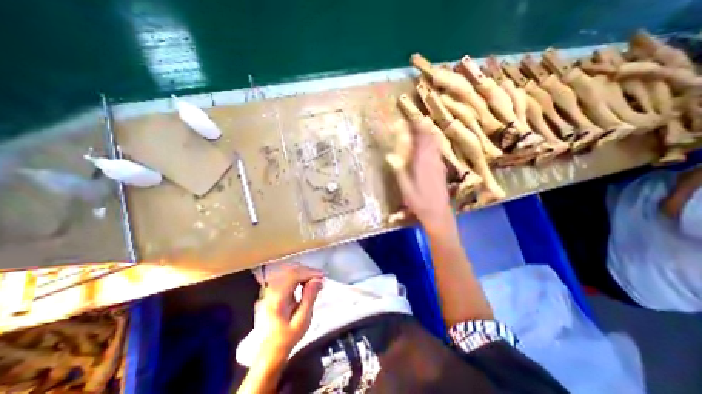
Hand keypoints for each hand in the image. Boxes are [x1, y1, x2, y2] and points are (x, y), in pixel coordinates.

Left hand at [257, 265, 324, 352]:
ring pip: (290, 271)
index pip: (294, 275)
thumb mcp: (303, 319)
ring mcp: (272, 289)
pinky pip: (288, 276)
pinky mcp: (274, 289)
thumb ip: (310, 297)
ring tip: (316, 280)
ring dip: (305, 272)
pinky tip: (307, 281)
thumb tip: (317, 279)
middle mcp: (273, 290)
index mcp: (278, 298)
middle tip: (321, 278)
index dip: (309, 272)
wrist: (272, 348)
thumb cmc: (289, 336)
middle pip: (292, 270)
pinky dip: (300, 275)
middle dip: (308, 271)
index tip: (323, 275)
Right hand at [398, 120, 452, 230]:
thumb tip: (390, 156)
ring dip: (430, 135)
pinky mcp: (442, 170)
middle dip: (424, 128)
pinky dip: (433, 144)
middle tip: (416, 122)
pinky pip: (438, 152)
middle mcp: (433, 161)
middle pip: (431, 139)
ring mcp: (439, 165)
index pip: (421, 140)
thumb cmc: (418, 202)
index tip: (411, 120)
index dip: (417, 128)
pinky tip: (429, 146)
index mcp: (422, 163)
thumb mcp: (405, 188)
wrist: (437, 213)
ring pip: (436, 144)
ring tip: (422, 129)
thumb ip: (399, 171)